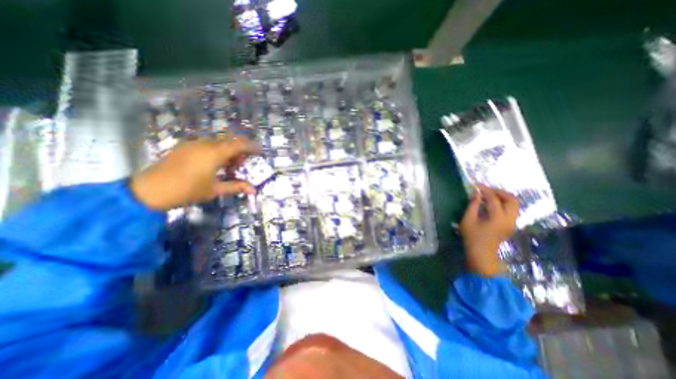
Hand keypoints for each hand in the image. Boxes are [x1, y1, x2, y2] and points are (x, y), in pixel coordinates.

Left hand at [131, 137, 258, 210]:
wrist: (149, 190)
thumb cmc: (187, 190)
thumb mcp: (215, 190)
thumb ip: (236, 187)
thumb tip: (254, 190)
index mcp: (214, 153)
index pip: (239, 144)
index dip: (252, 146)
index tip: (260, 151)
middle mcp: (205, 144)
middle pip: (229, 142)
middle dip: (239, 152)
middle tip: (242, 165)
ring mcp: (192, 144)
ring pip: (217, 144)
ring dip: (227, 153)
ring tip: (228, 167)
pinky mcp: (184, 147)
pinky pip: (206, 146)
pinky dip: (215, 152)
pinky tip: (213, 165)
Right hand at [460, 186, 519, 276]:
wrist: (482, 253)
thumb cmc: (472, 237)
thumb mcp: (468, 220)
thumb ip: (473, 205)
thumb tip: (476, 193)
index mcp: (497, 218)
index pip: (494, 198)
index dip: (485, 190)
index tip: (476, 185)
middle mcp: (509, 219)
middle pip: (512, 199)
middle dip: (499, 192)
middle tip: (486, 190)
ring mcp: (513, 222)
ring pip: (514, 204)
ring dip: (502, 197)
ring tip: (489, 195)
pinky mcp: (511, 225)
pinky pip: (511, 209)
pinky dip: (503, 203)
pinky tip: (491, 204)